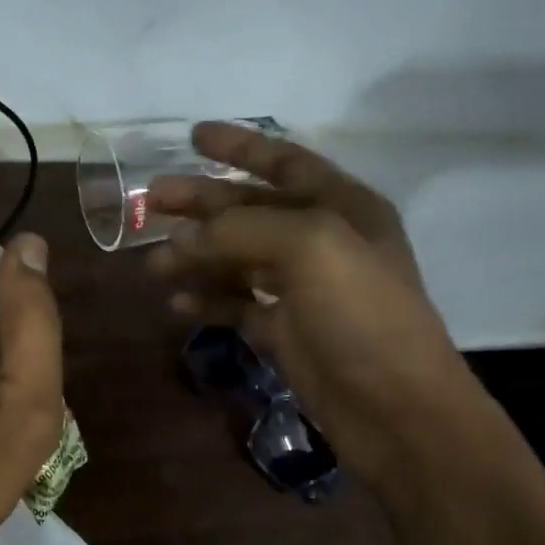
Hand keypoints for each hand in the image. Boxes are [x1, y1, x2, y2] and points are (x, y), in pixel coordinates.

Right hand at [147, 123, 474, 490]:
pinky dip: (207, 300)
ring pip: (237, 259)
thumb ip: (242, 228)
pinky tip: (177, 302)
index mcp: (341, 206)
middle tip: (151, 200)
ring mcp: (301, 289)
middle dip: (201, 203)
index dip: (239, 146)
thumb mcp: (310, 247)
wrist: (394, 408)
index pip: (284, 162)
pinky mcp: (284, 332)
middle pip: (250, 210)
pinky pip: (236, 305)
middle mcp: (321, 241)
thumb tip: (184, 237)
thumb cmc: (361, 315)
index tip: (193, 136)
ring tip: (153, 263)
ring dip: (196, 257)